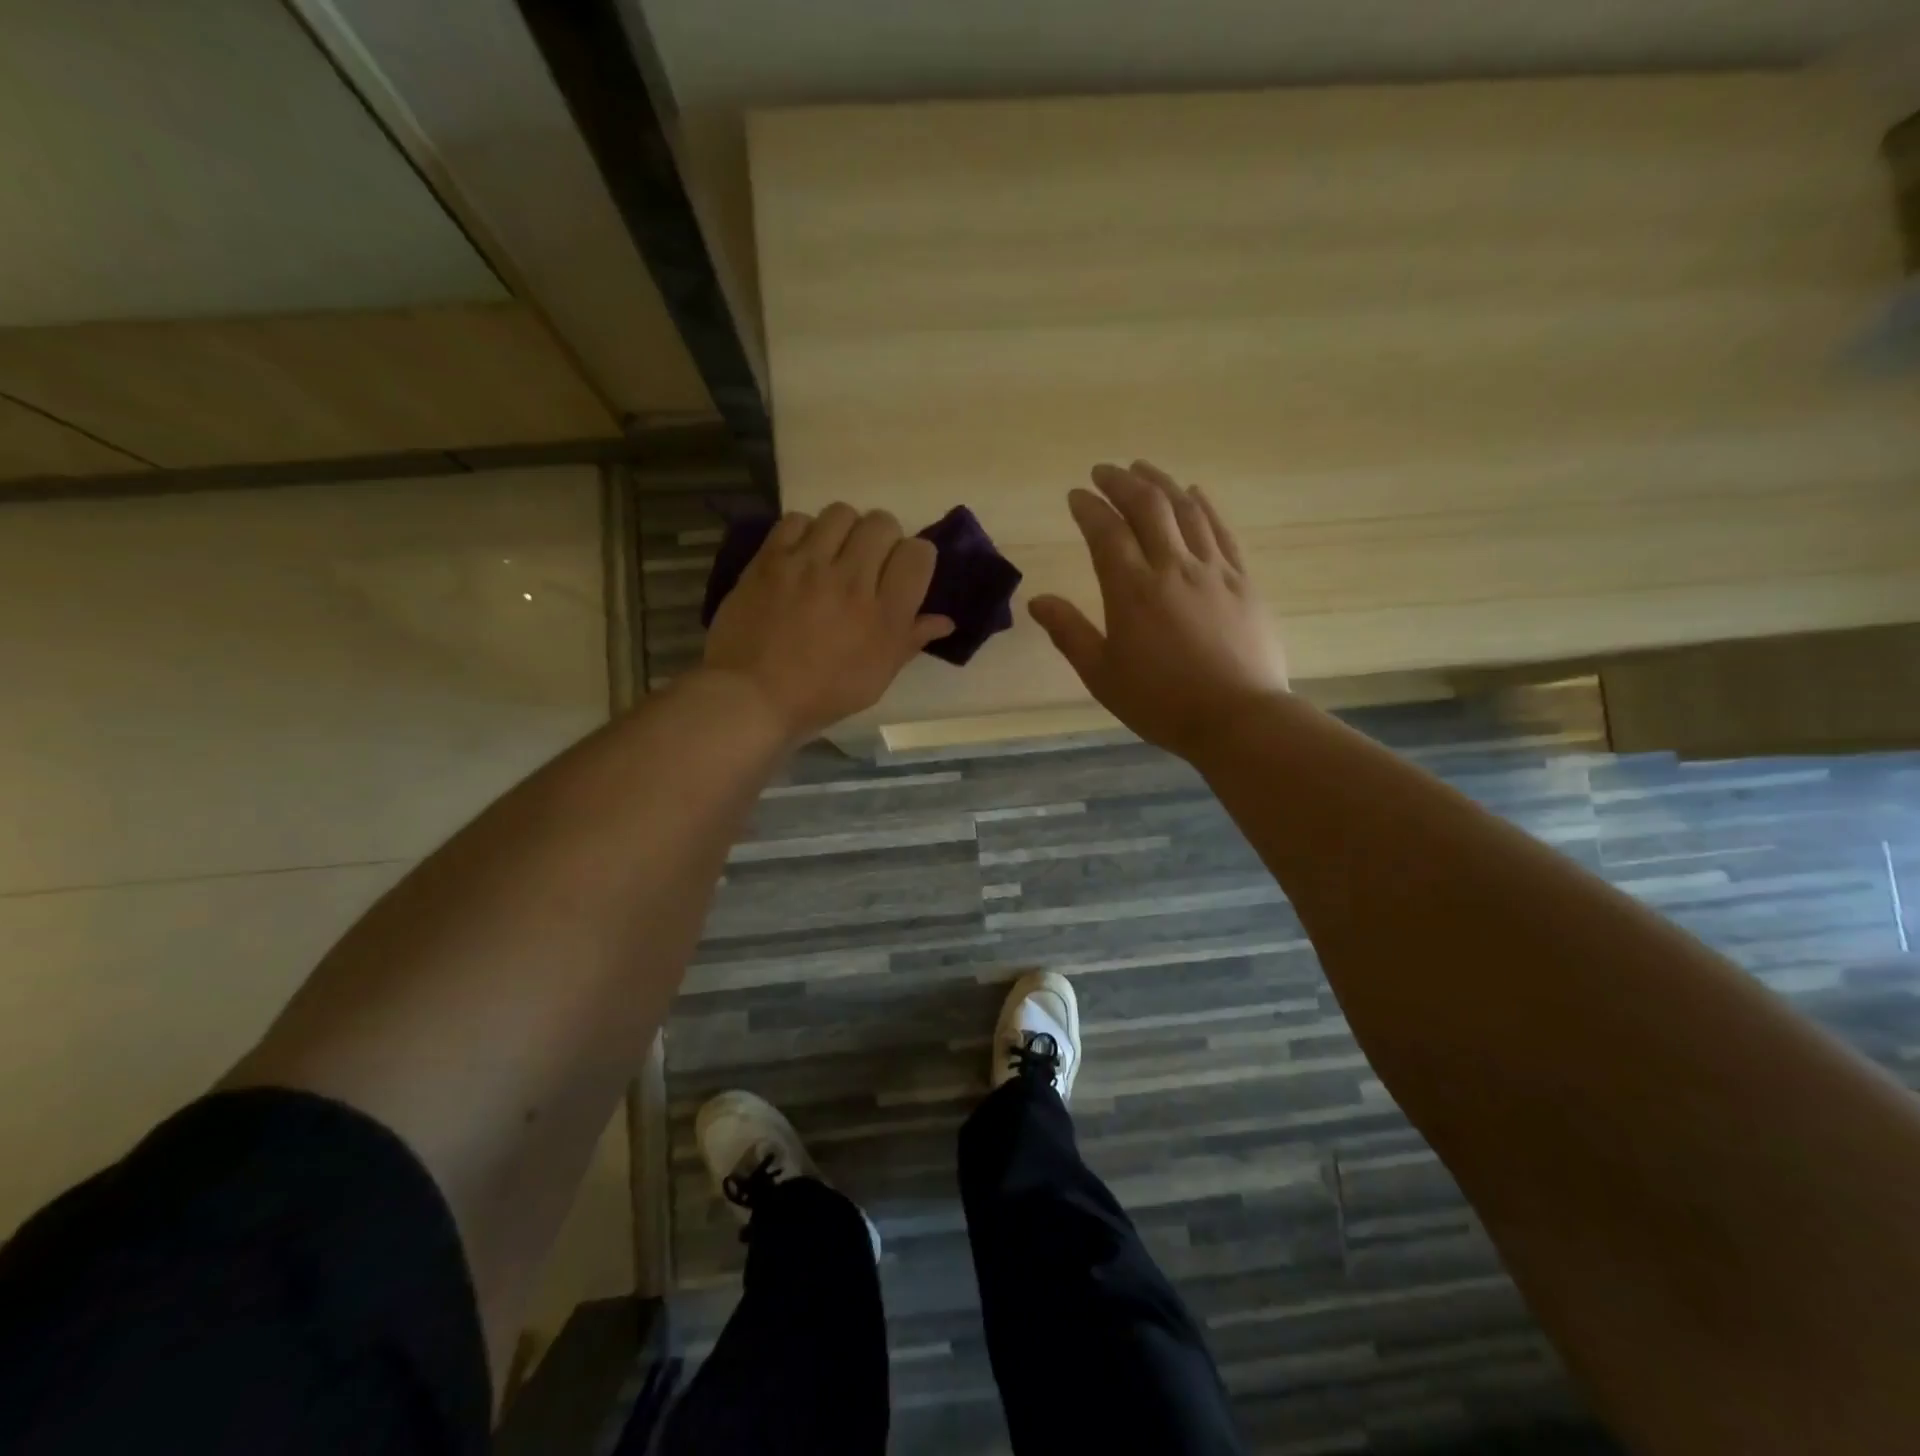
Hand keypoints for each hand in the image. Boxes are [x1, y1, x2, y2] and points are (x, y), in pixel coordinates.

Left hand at [703, 504, 953, 742]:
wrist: (752, 697)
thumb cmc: (821, 696)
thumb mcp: (876, 679)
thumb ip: (909, 641)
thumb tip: (944, 621)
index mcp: (884, 615)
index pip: (918, 554)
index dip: (916, 558)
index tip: (902, 573)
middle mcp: (852, 581)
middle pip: (882, 524)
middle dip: (882, 539)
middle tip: (868, 563)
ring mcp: (808, 565)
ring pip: (842, 514)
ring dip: (844, 531)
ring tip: (833, 554)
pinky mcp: (771, 559)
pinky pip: (797, 520)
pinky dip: (805, 532)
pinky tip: (801, 556)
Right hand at [1030, 461, 1287, 759]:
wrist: (1238, 718)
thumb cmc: (1161, 702)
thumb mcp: (1102, 676)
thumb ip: (1070, 633)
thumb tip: (1038, 601)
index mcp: (1132, 591)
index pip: (1106, 532)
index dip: (1089, 508)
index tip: (1076, 495)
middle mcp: (1172, 568)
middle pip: (1147, 507)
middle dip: (1122, 482)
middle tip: (1104, 471)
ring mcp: (1213, 570)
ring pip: (1185, 510)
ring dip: (1161, 483)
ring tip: (1143, 468)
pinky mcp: (1243, 580)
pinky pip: (1221, 530)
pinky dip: (1204, 506)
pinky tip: (1194, 494)